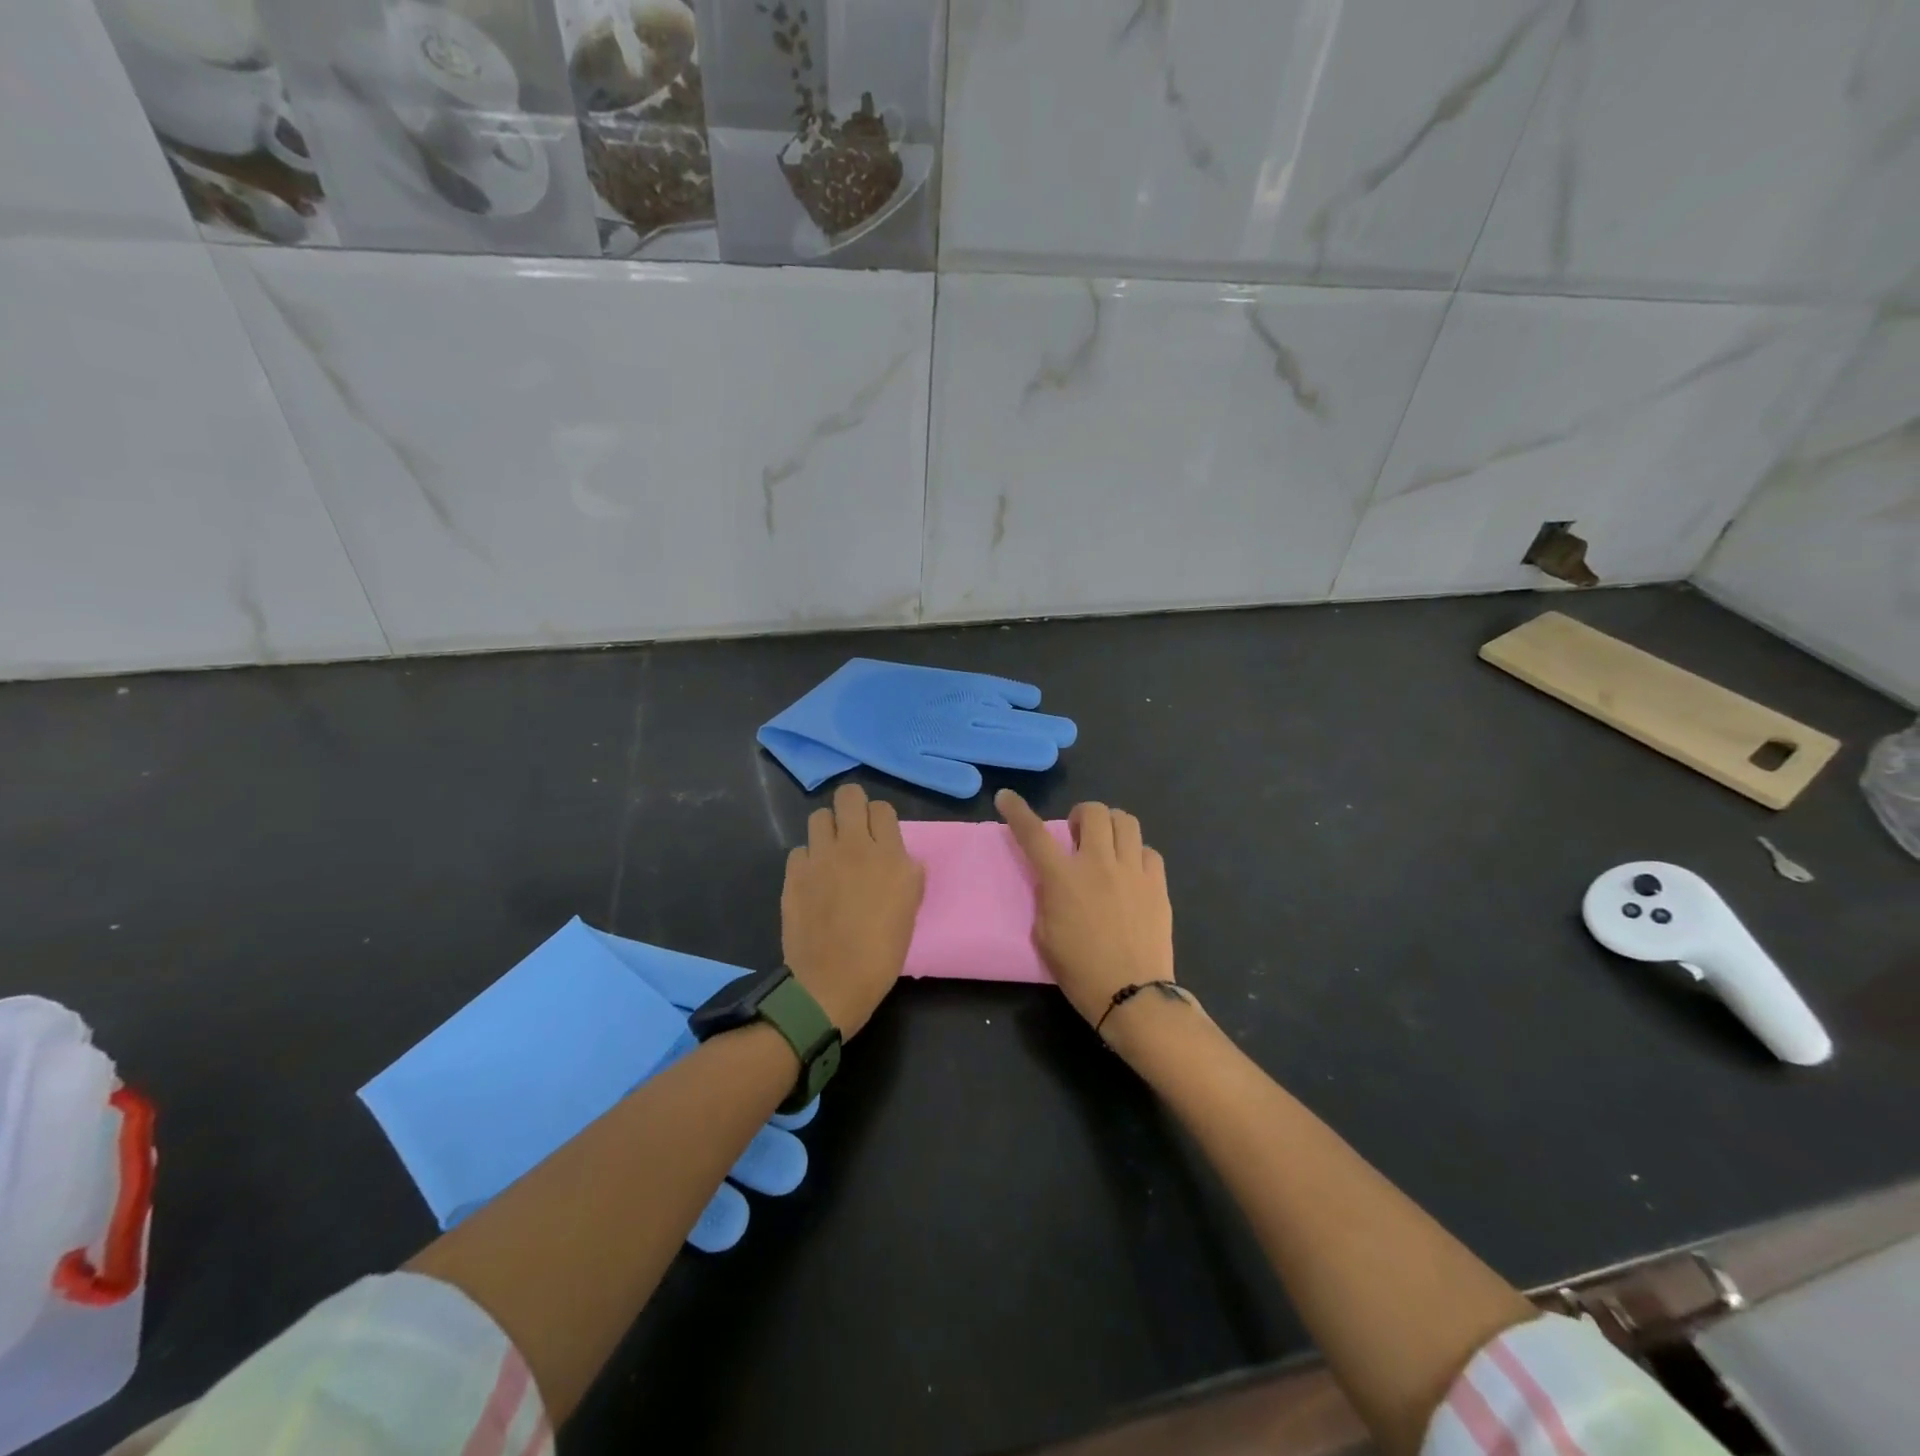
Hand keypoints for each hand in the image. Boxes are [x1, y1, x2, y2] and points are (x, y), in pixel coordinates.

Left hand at [781, 783, 923, 1038]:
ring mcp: (820, 857)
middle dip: (851, 806)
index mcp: (890, 856)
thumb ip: (908, 877)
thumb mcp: (909, 912)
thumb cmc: (881, 953)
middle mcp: (854, 847)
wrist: (832, 982)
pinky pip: (800, 850)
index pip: (882, 808)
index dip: (880, 820)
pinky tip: (812, 880)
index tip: (879, 837)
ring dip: (827, 829)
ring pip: (819, 816)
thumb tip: (904, 861)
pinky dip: (807, 859)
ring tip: (830, 853)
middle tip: (853, 830)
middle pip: (849, 796)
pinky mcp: (794, 873)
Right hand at [995, 790, 1175, 1031]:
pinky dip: (1136, 854)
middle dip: (1082, 815)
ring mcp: (1132, 871)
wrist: (1132, 994)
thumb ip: (1048, 899)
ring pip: (1126, 821)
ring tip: (1107, 844)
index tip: (1006, 797)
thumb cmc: (1080, 971)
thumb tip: (1057, 882)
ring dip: (1111, 826)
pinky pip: (1148, 851)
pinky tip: (1132, 872)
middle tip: (1078, 836)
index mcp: (1063, 878)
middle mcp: (1098, 864)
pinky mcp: (1157, 884)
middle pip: (1093, 811)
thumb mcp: (1045, 935)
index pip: (1033, 833)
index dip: (1017, 811)